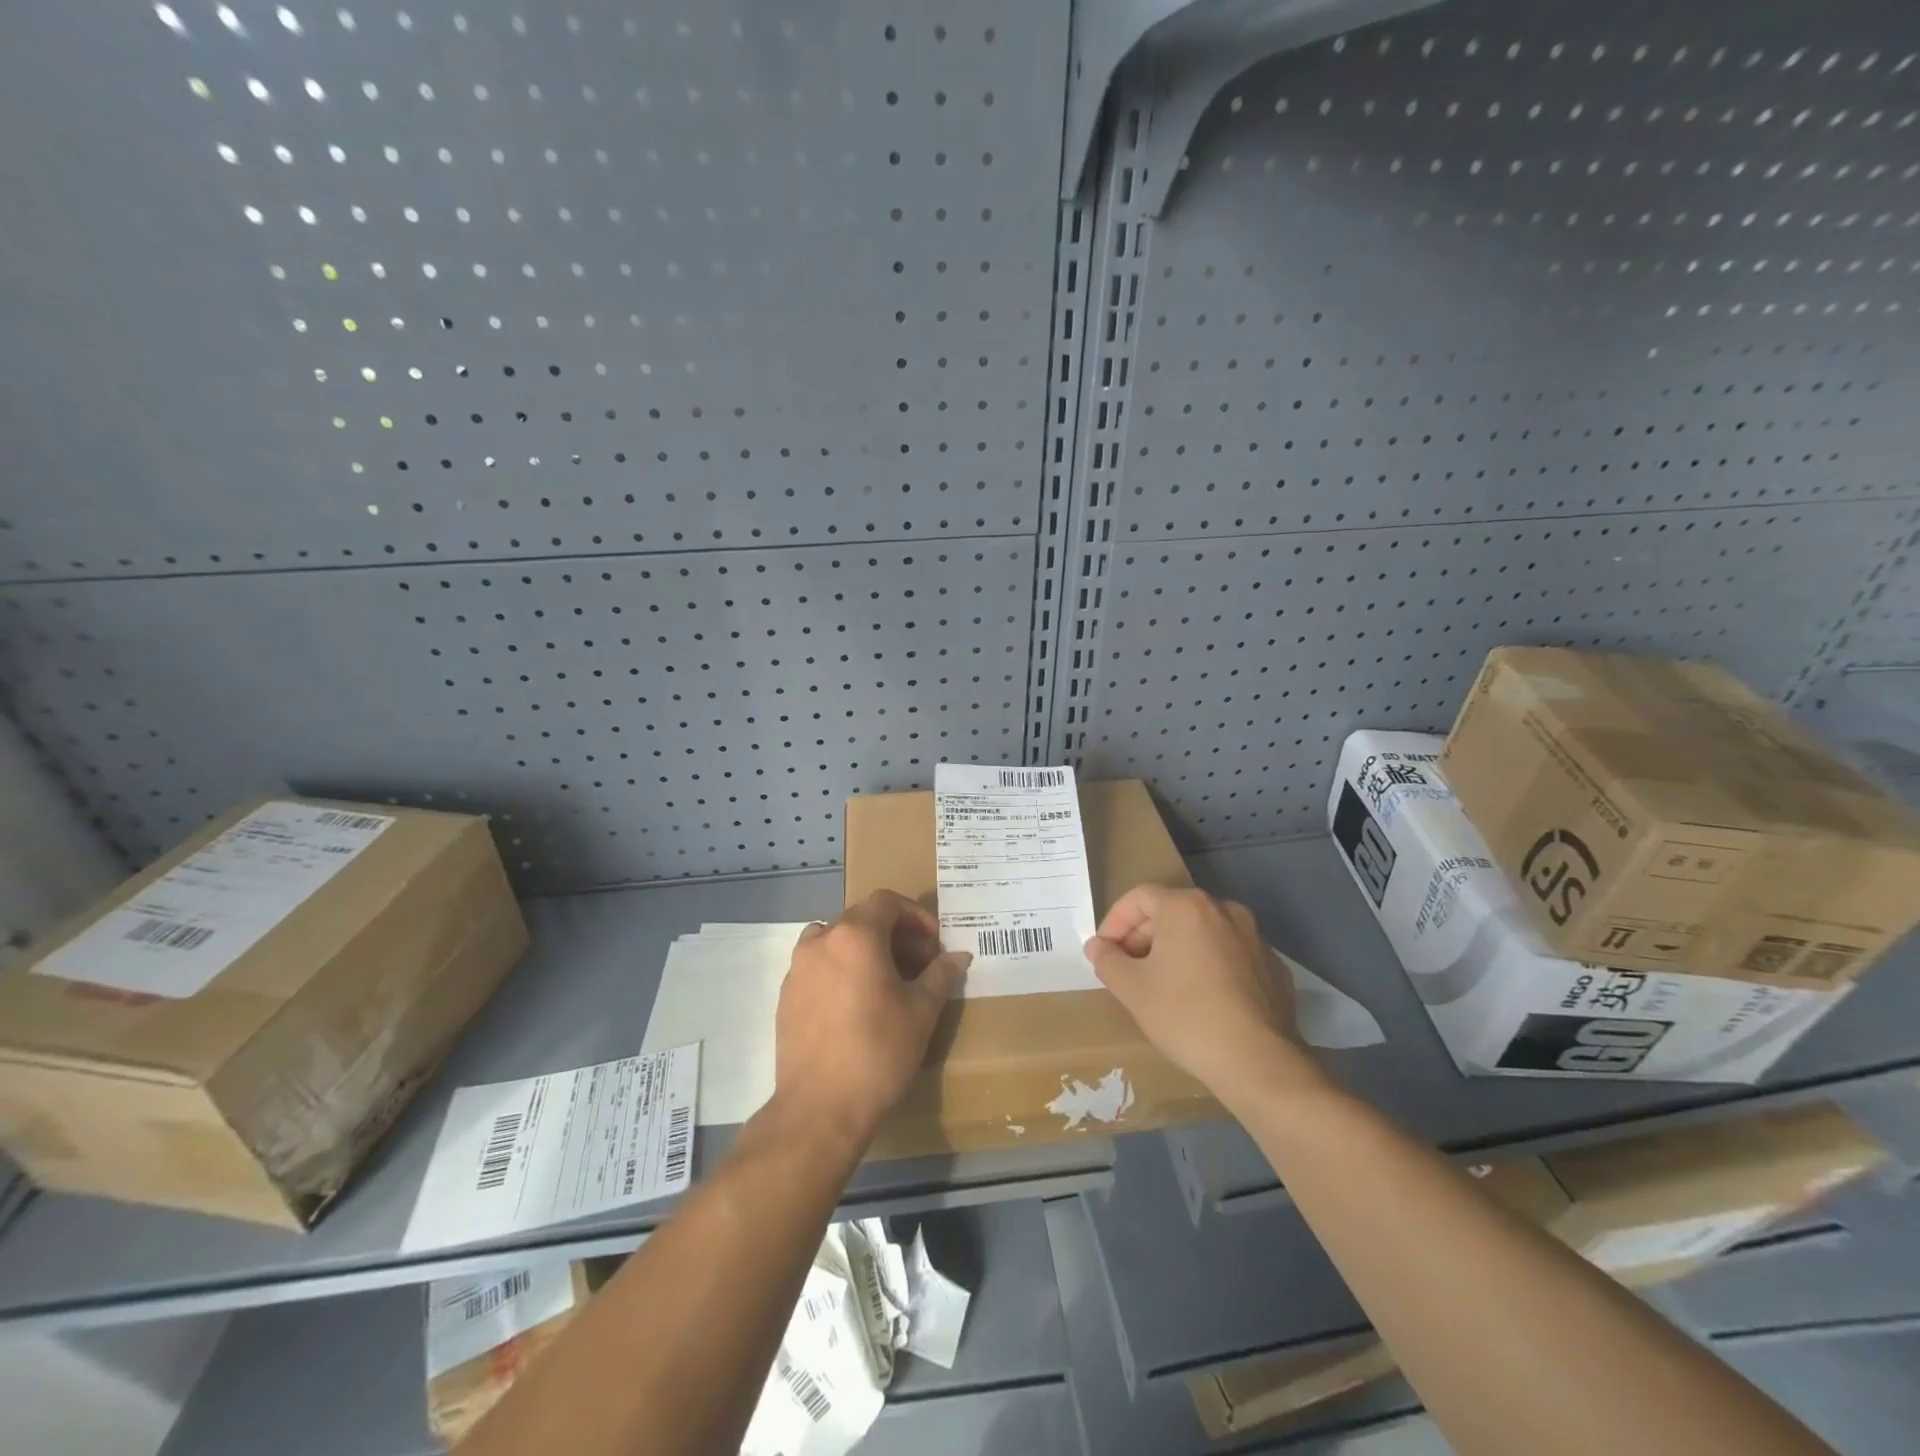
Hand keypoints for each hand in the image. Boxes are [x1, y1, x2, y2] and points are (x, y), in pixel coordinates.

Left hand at [774, 890, 969, 1153]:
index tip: (933, 945)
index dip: (916, 916)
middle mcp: (821, 940)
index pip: (887, 902)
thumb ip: (941, 974)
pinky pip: (818, 966)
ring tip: (886, 981)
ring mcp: (798, 967)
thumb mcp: (922, 1011)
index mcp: (855, 935)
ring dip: (864, 949)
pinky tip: (856, 1004)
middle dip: (894, 934)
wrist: (819, 1108)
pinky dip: (841, 969)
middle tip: (918, 965)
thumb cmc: (878, 1051)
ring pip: (836, 940)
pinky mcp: (786, 995)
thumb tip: (959, 956)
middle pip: (862, 919)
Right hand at [1083, 885, 1321, 1106]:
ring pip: (1202, 932)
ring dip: (1176, 950)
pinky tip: (1201, 1000)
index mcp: (1187, 907)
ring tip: (1162, 985)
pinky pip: (1229, 955)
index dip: (1114, 922)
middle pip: (1172, 911)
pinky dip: (1208, 966)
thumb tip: (1098, 947)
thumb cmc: (1185, 1016)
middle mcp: (1224, 910)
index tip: (1104, 953)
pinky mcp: (1273, 966)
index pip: (1139, 898)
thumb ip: (1108, 960)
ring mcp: (1255, 937)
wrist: (1258, 1062)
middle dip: (1143, 936)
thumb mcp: (1132, 989)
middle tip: (1128, 969)